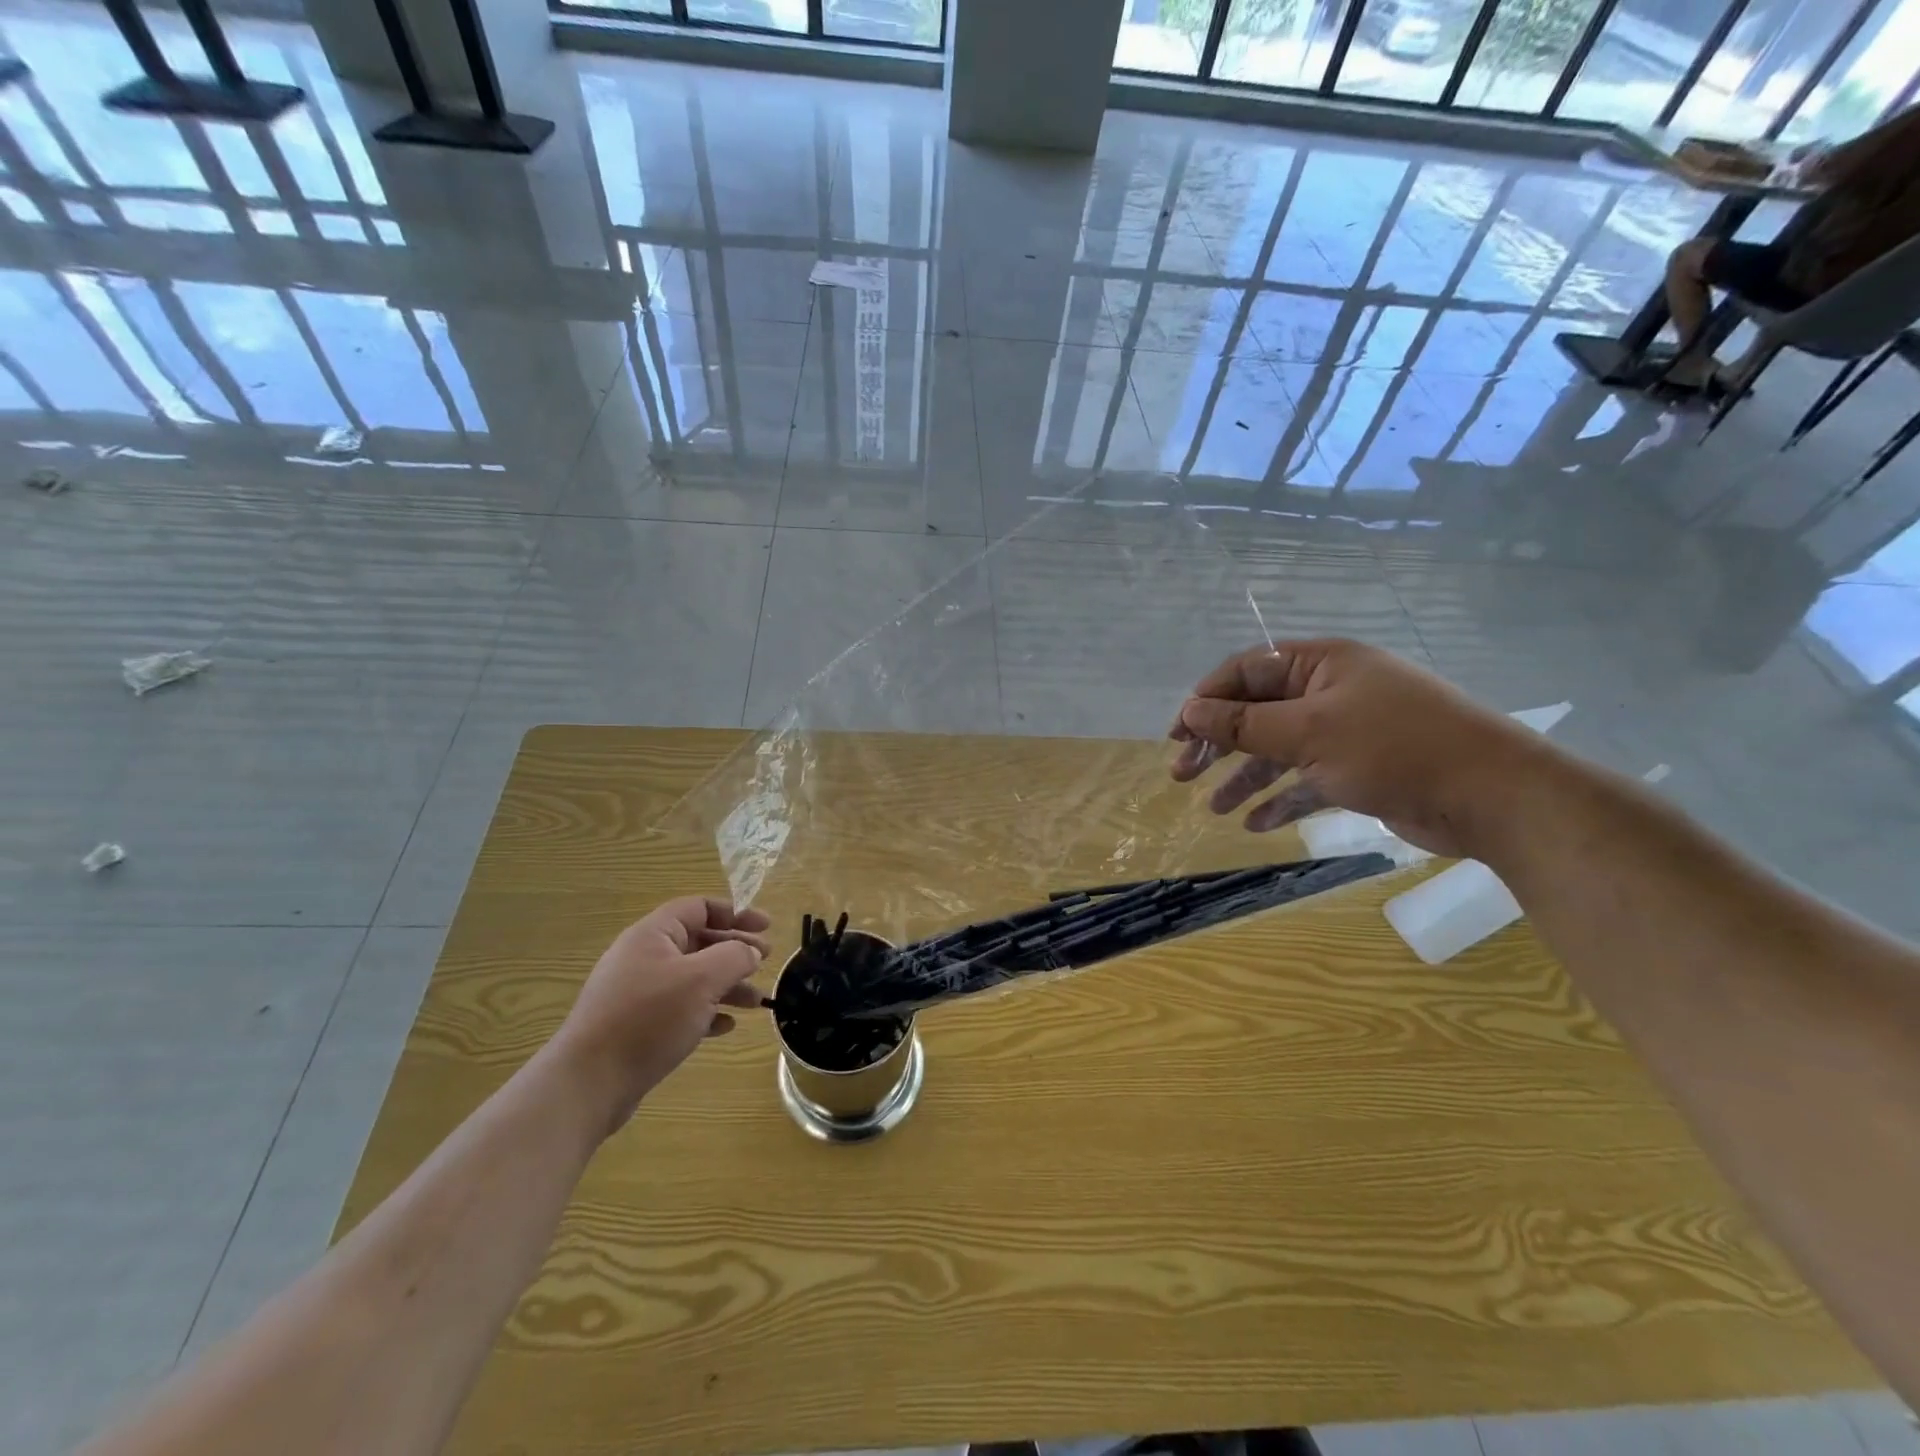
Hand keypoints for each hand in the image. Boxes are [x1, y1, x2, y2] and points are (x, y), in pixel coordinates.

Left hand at [548, 898, 770, 1133]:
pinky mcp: (636, 1025)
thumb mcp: (702, 980)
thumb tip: (750, 952)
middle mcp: (643, 957)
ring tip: (756, 1002)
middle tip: (766, 961)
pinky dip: (706, 1011)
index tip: (766, 927)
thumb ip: (734, 957)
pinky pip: (680, 1008)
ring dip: (727, 985)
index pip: (699, 908)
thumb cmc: (648, 1018)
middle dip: (735, 951)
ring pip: (693, 978)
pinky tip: (726, 1026)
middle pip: (698, 942)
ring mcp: (638, 993)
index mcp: (653, 934)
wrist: (589, 1082)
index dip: (735, 913)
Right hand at [1169, 639, 1541, 858]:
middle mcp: (1330, 692)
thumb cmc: (1393, 748)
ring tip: (1213, 807)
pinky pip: (1307, 780)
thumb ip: (1244, 723)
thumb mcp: (1308, 732)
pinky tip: (1255, 824)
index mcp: (1321, 665)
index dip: (1206, 699)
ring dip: (1245, 777)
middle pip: (1258, 711)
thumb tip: (1191, 711)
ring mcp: (1347, 732)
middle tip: (1181, 774)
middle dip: (1218, 743)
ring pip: (1279, 750)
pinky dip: (1282, 799)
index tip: (1176, 734)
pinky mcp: (1361, 770)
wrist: (1492, 796)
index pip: (1246, 671)